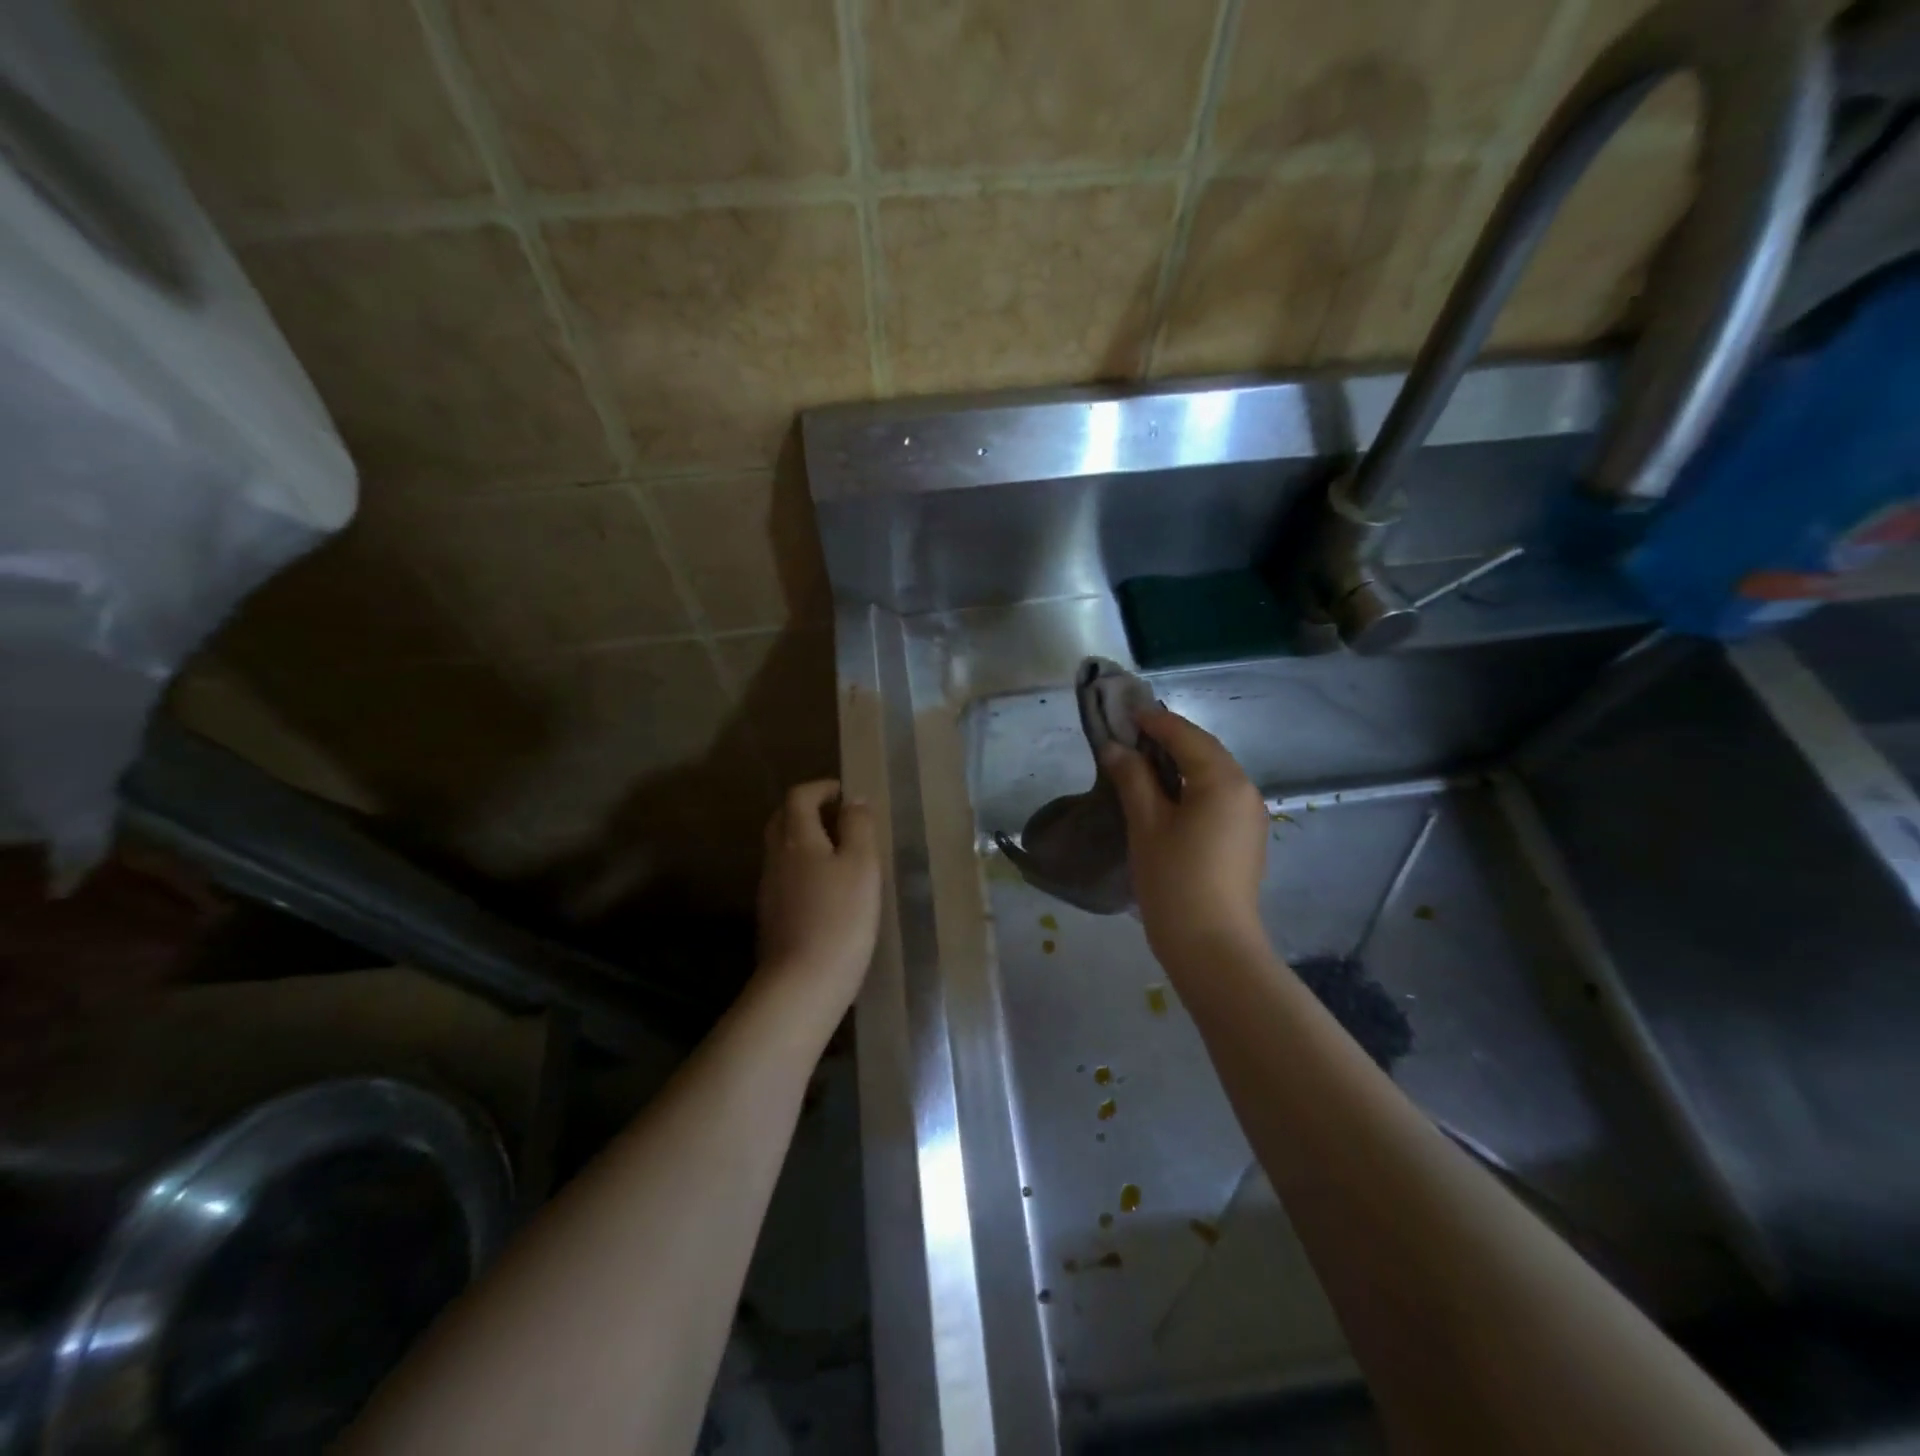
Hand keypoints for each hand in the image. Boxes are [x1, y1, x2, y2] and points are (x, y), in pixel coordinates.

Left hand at [756, 781, 881, 1013]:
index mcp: (797, 838)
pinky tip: (827, 888)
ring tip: (840, 852)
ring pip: (783, 849)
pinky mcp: (771, 915)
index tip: (845, 793)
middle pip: (783, 820)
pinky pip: (785, 876)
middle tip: (840, 818)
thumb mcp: (862, 865)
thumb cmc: (840, 917)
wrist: (802, 983)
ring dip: (806, 840)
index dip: (821, 788)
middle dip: (808, 810)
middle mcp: (776, 857)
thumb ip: (858, 827)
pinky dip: (803, 867)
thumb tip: (853, 800)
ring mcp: (769, 888)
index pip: (799, 796)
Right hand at [1101, 708, 1269, 965]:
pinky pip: (1218, 797)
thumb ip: (1132, 779)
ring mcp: (1250, 816)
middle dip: (1169, 739)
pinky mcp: (1245, 839)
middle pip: (1205, 751)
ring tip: (1143, 763)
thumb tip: (1116, 748)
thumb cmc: (1174, 880)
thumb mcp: (1146, 824)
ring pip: (1213, 774)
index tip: (1124, 714)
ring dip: (1181, 762)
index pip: (1186, 736)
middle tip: (1131, 735)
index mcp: (1223, 780)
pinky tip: (1167, 796)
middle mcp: (1245, 790)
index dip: (1154, 722)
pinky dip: (1193, 786)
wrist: (1213, 946)